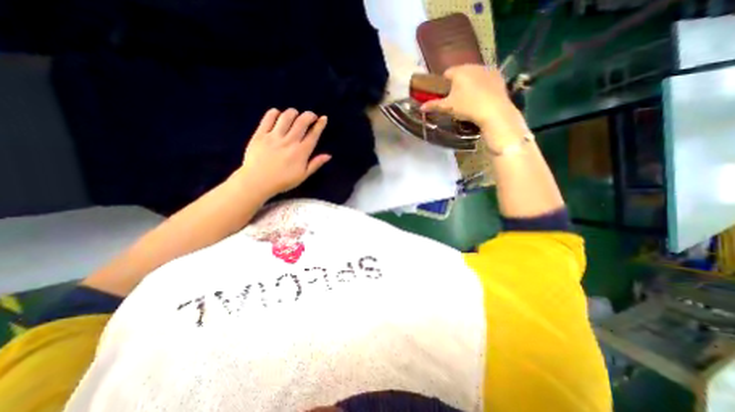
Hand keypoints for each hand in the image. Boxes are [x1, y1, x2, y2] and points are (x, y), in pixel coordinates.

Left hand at [240, 108, 331, 196]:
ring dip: (293, 113)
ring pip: (286, 117)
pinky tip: (278, 115)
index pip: (313, 134)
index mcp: (301, 152)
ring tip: (295, 115)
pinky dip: (275, 113)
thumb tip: (328, 155)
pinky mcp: (260, 134)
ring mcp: (274, 136)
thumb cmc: (282, 181)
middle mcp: (289, 141)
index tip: (323, 118)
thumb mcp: (303, 176)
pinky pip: (268, 118)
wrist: (257, 182)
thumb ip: (315, 164)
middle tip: (311, 116)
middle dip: (309, 115)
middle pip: (302, 122)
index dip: (320, 124)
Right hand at [419, 65, 527, 148]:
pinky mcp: (499, 76)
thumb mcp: (448, 107)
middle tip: (456, 98)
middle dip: (457, 83)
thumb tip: (421, 107)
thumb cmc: (467, 107)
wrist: (494, 111)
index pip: (447, 73)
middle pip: (461, 72)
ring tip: (470, 98)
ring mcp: (488, 69)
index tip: (444, 94)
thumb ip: (434, 105)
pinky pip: (486, 78)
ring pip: (474, 74)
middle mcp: (473, 66)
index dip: (444, 84)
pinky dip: (483, 84)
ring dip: (470, 82)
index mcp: (459, 71)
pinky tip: (482, 96)